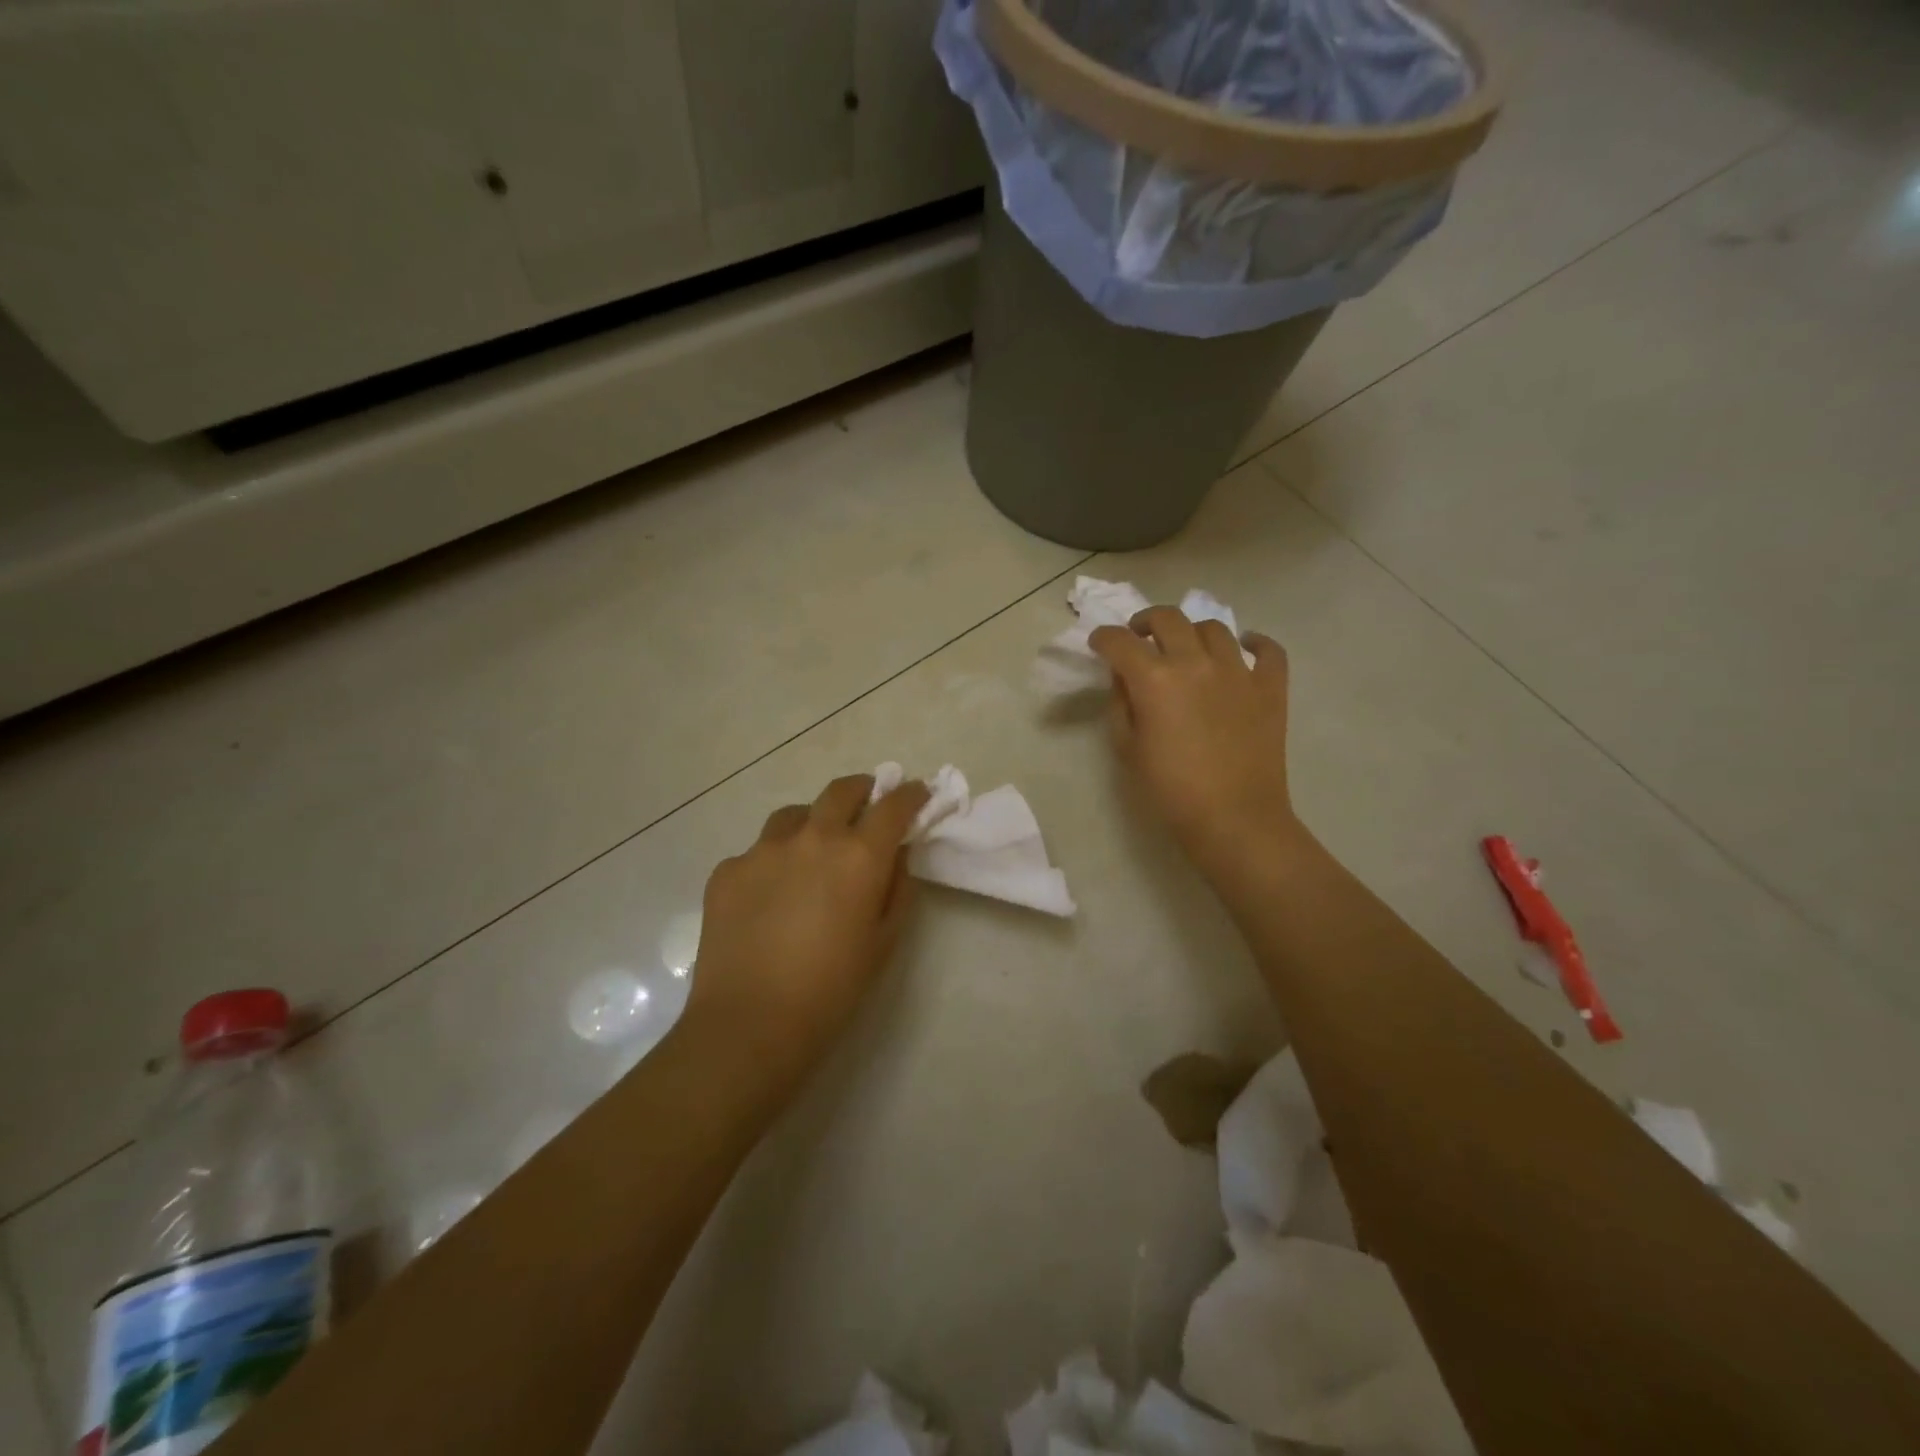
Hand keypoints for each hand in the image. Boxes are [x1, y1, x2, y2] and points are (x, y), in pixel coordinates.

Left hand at [681, 773, 930, 1086]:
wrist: (750, 1023)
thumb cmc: (832, 989)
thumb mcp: (884, 941)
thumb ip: (897, 888)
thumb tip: (894, 856)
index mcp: (858, 856)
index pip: (893, 805)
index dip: (910, 794)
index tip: (917, 792)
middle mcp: (812, 838)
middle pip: (841, 791)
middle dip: (863, 789)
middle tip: (869, 801)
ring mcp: (763, 850)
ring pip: (794, 815)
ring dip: (814, 820)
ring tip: (814, 848)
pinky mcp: (727, 870)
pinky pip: (758, 852)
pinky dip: (774, 861)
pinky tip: (770, 895)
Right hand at [1090, 607, 1298, 882]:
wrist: (1234, 819)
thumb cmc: (1170, 790)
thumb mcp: (1127, 748)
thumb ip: (1121, 704)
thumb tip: (1124, 677)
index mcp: (1154, 679)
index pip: (1120, 641)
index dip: (1104, 638)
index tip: (1099, 644)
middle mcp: (1195, 662)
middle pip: (1168, 618)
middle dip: (1145, 622)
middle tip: (1139, 637)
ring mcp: (1238, 671)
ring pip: (1214, 628)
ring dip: (1192, 632)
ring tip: (1187, 648)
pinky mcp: (1271, 687)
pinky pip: (1268, 650)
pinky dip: (1255, 643)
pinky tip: (1245, 648)